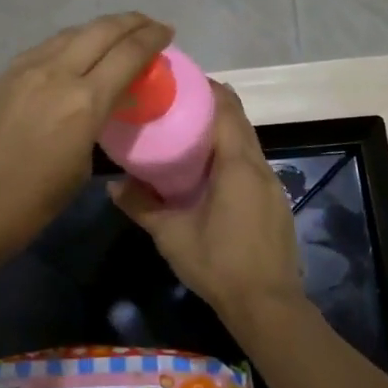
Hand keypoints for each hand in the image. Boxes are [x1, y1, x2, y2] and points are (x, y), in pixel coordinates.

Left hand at [0, 13, 173, 275]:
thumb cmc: (27, 207)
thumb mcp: (79, 170)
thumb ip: (97, 128)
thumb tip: (101, 111)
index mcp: (84, 102)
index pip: (128, 54)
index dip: (152, 39)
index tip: (167, 34)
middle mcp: (56, 73)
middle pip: (102, 30)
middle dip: (131, 23)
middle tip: (150, 26)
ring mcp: (25, 70)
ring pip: (71, 34)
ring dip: (99, 30)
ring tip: (116, 36)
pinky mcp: (3, 76)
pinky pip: (46, 48)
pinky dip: (70, 43)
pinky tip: (74, 54)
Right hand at [109, 82, 303, 326]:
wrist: (268, 306)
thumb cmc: (219, 264)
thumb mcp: (172, 235)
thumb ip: (142, 206)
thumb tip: (112, 186)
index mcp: (237, 164)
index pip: (227, 108)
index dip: (206, 89)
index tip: (179, 82)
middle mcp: (260, 166)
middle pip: (239, 121)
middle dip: (211, 107)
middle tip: (175, 106)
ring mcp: (273, 185)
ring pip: (247, 144)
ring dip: (222, 134)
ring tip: (187, 137)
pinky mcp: (275, 203)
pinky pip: (252, 166)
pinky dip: (231, 157)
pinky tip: (209, 174)